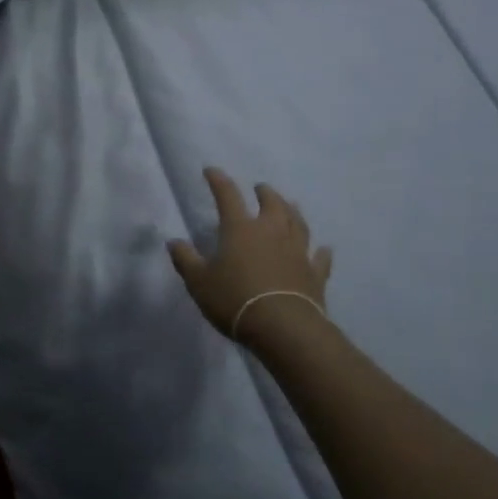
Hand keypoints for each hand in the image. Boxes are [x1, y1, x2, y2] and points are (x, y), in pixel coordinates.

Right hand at [168, 168, 332, 341]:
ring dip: (293, 212)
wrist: (282, 327)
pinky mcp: (315, 273)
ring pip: (298, 223)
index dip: (218, 180)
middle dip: (265, 193)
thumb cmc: (235, 299)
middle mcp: (271, 232)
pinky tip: (324, 248)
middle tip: (261, 188)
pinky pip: (320, 258)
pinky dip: (321, 251)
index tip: (211, 171)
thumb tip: (174, 241)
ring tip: (290, 205)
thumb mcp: (199, 282)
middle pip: (272, 204)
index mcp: (240, 229)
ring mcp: (297, 251)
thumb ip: (186, 259)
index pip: (227, 195)